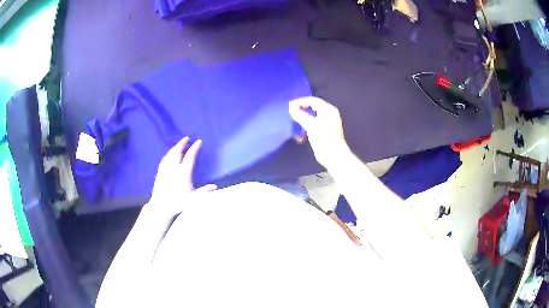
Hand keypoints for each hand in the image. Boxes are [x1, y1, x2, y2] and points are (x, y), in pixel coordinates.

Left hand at [148, 137, 215, 217]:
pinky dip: (168, 154)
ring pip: (170, 154)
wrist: (161, 207)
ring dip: (175, 147)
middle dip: (182, 143)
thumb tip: (214, 186)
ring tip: (179, 144)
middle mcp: (173, 168)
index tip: (198, 141)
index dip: (194, 148)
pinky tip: (168, 155)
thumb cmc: (178, 203)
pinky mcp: (160, 173)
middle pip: (177, 151)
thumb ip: (204, 191)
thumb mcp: (193, 199)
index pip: (190, 156)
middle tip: (186, 138)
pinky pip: (164, 159)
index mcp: (183, 173)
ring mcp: (165, 170)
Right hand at [289, 97, 349, 168]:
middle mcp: (329, 114)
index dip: (301, 101)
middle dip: (301, 111)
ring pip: (311, 118)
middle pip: (312, 108)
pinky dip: (306, 129)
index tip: (290, 105)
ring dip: (302, 121)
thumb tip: (291, 107)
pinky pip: (313, 126)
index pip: (313, 100)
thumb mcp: (310, 125)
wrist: (333, 156)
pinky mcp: (324, 132)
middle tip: (291, 112)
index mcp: (328, 110)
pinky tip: (300, 136)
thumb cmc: (324, 138)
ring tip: (294, 124)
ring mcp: (327, 123)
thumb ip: (300, 115)